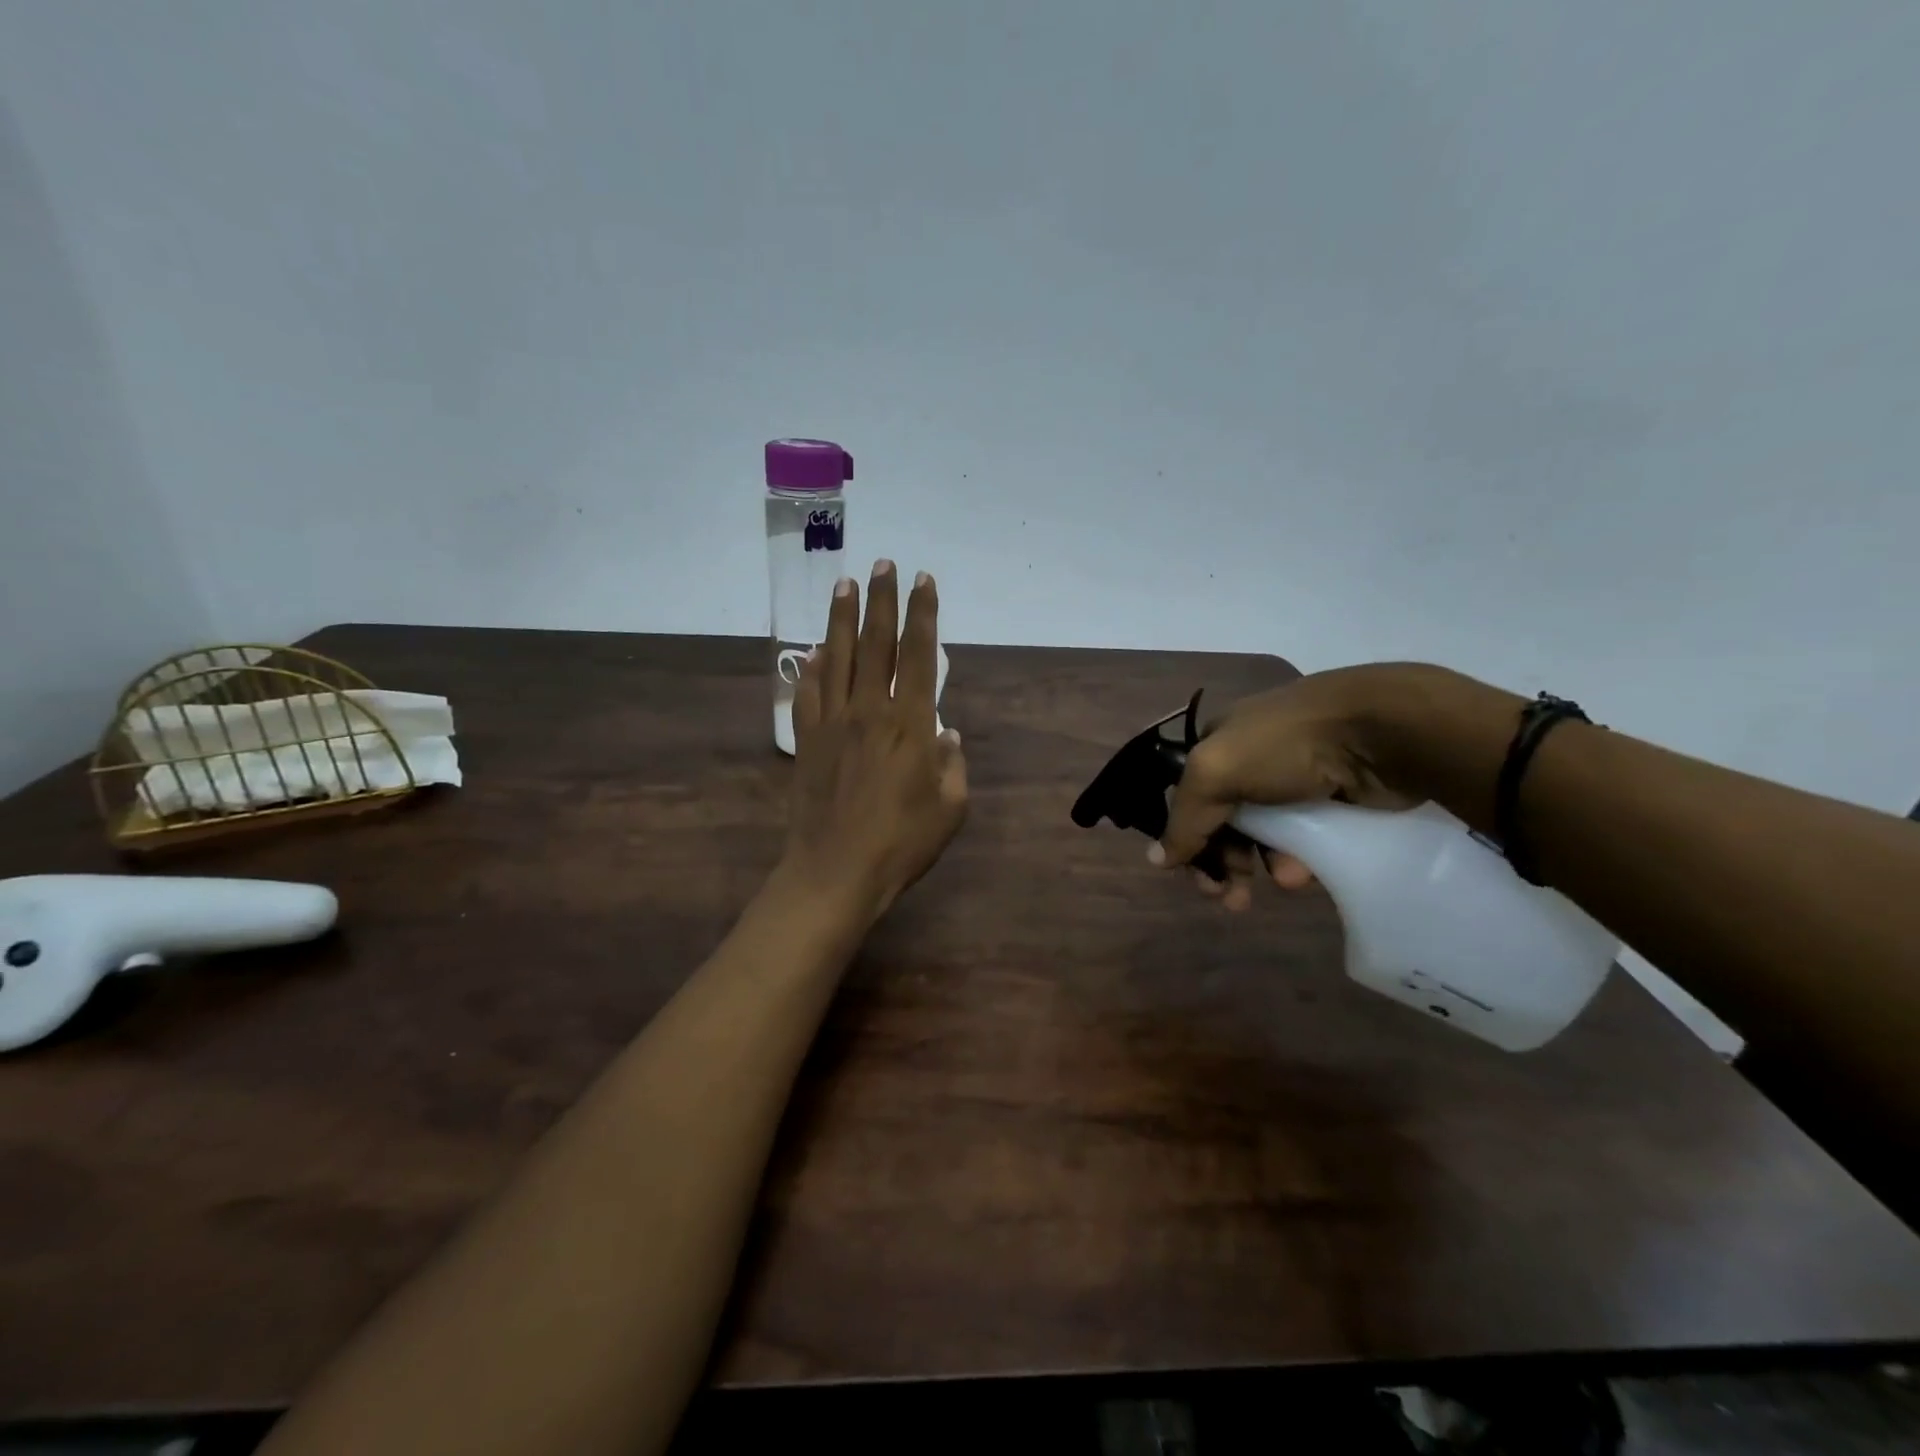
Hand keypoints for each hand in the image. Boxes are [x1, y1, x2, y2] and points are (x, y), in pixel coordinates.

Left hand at [782, 559, 967, 925]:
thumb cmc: (901, 844)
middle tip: (883, 564)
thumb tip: (945, 732)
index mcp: (910, 724)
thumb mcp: (950, 809)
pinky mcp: (807, 741)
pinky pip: (810, 693)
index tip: (923, 581)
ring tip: (845, 583)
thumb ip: (952, 765)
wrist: (835, 872)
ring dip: (842, 617)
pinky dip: (812, 666)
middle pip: (876, 643)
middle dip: (881, 600)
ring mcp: (833, 723)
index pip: (920, 655)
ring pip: (838, 657)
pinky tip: (813, 650)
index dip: (923, 614)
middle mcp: (870, 711)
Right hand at [1155, 665, 1418, 909]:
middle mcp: (1250, 758)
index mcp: (1217, 743)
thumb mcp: (1216, 772)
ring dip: (1264, 864)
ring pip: (1266, 833)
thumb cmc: (1286, 745)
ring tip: (1285, 884)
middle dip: (1224, 862)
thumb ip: (1184, 818)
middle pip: (1224, 821)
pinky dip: (1300, 857)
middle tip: (1231, 900)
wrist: (1380, 731)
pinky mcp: (1333, 796)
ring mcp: (1294, 777)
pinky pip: (1306, 837)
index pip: (1187, 798)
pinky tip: (1306, 872)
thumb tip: (1155, 860)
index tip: (1195, 877)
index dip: (1187, 839)